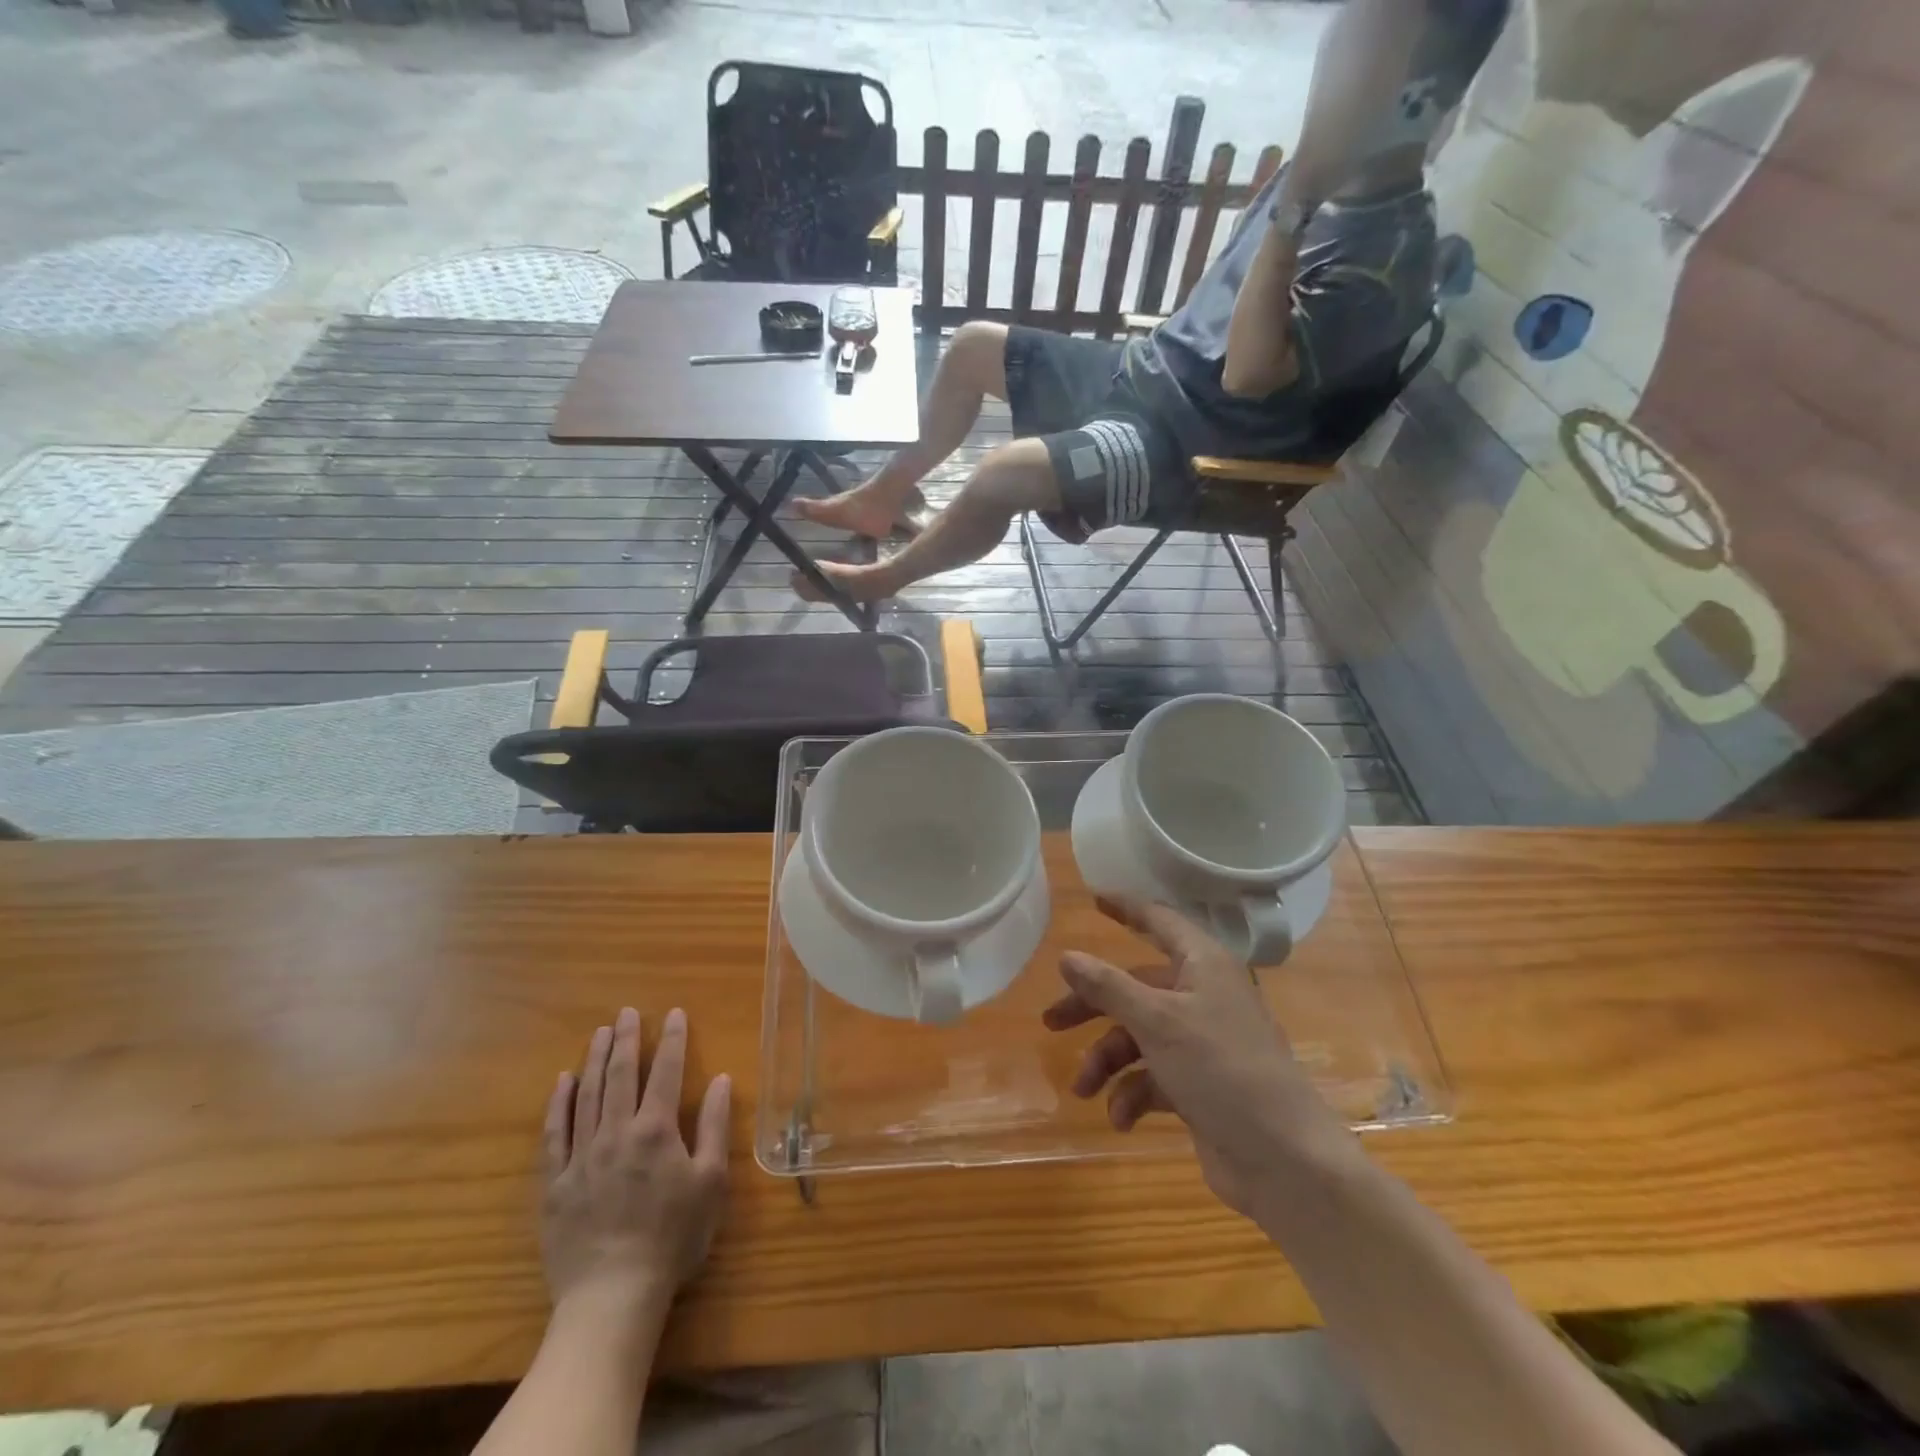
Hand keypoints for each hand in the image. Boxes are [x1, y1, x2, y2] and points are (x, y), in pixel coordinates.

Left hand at [540, 1007, 730, 1326]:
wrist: (612, 1295)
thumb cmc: (672, 1237)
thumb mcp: (709, 1182)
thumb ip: (713, 1126)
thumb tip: (720, 1080)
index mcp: (656, 1130)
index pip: (665, 1072)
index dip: (671, 1039)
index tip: (673, 1013)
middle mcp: (616, 1132)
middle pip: (621, 1075)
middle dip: (626, 1039)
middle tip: (626, 1012)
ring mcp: (582, 1155)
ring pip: (588, 1095)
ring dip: (596, 1060)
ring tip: (600, 1033)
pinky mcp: (555, 1182)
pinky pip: (554, 1133)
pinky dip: (558, 1103)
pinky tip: (563, 1081)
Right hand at [1042, 898, 1357, 1223]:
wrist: (1284, 1160)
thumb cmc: (1222, 1070)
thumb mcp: (1157, 1022)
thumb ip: (1109, 986)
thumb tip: (1067, 955)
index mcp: (1203, 966)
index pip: (1159, 921)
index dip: (1126, 908)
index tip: (1094, 898)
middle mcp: (1203, 996)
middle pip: (1135, 987)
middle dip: (1093, 1007)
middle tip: (1051, 1022)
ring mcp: (1203, 1043)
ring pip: (1139, 1037)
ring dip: (1108, 1062)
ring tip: (1084, 1090)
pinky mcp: (1200, 1085)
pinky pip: (1153, 1077)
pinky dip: (1133, 1094)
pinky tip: (1121, 1118)